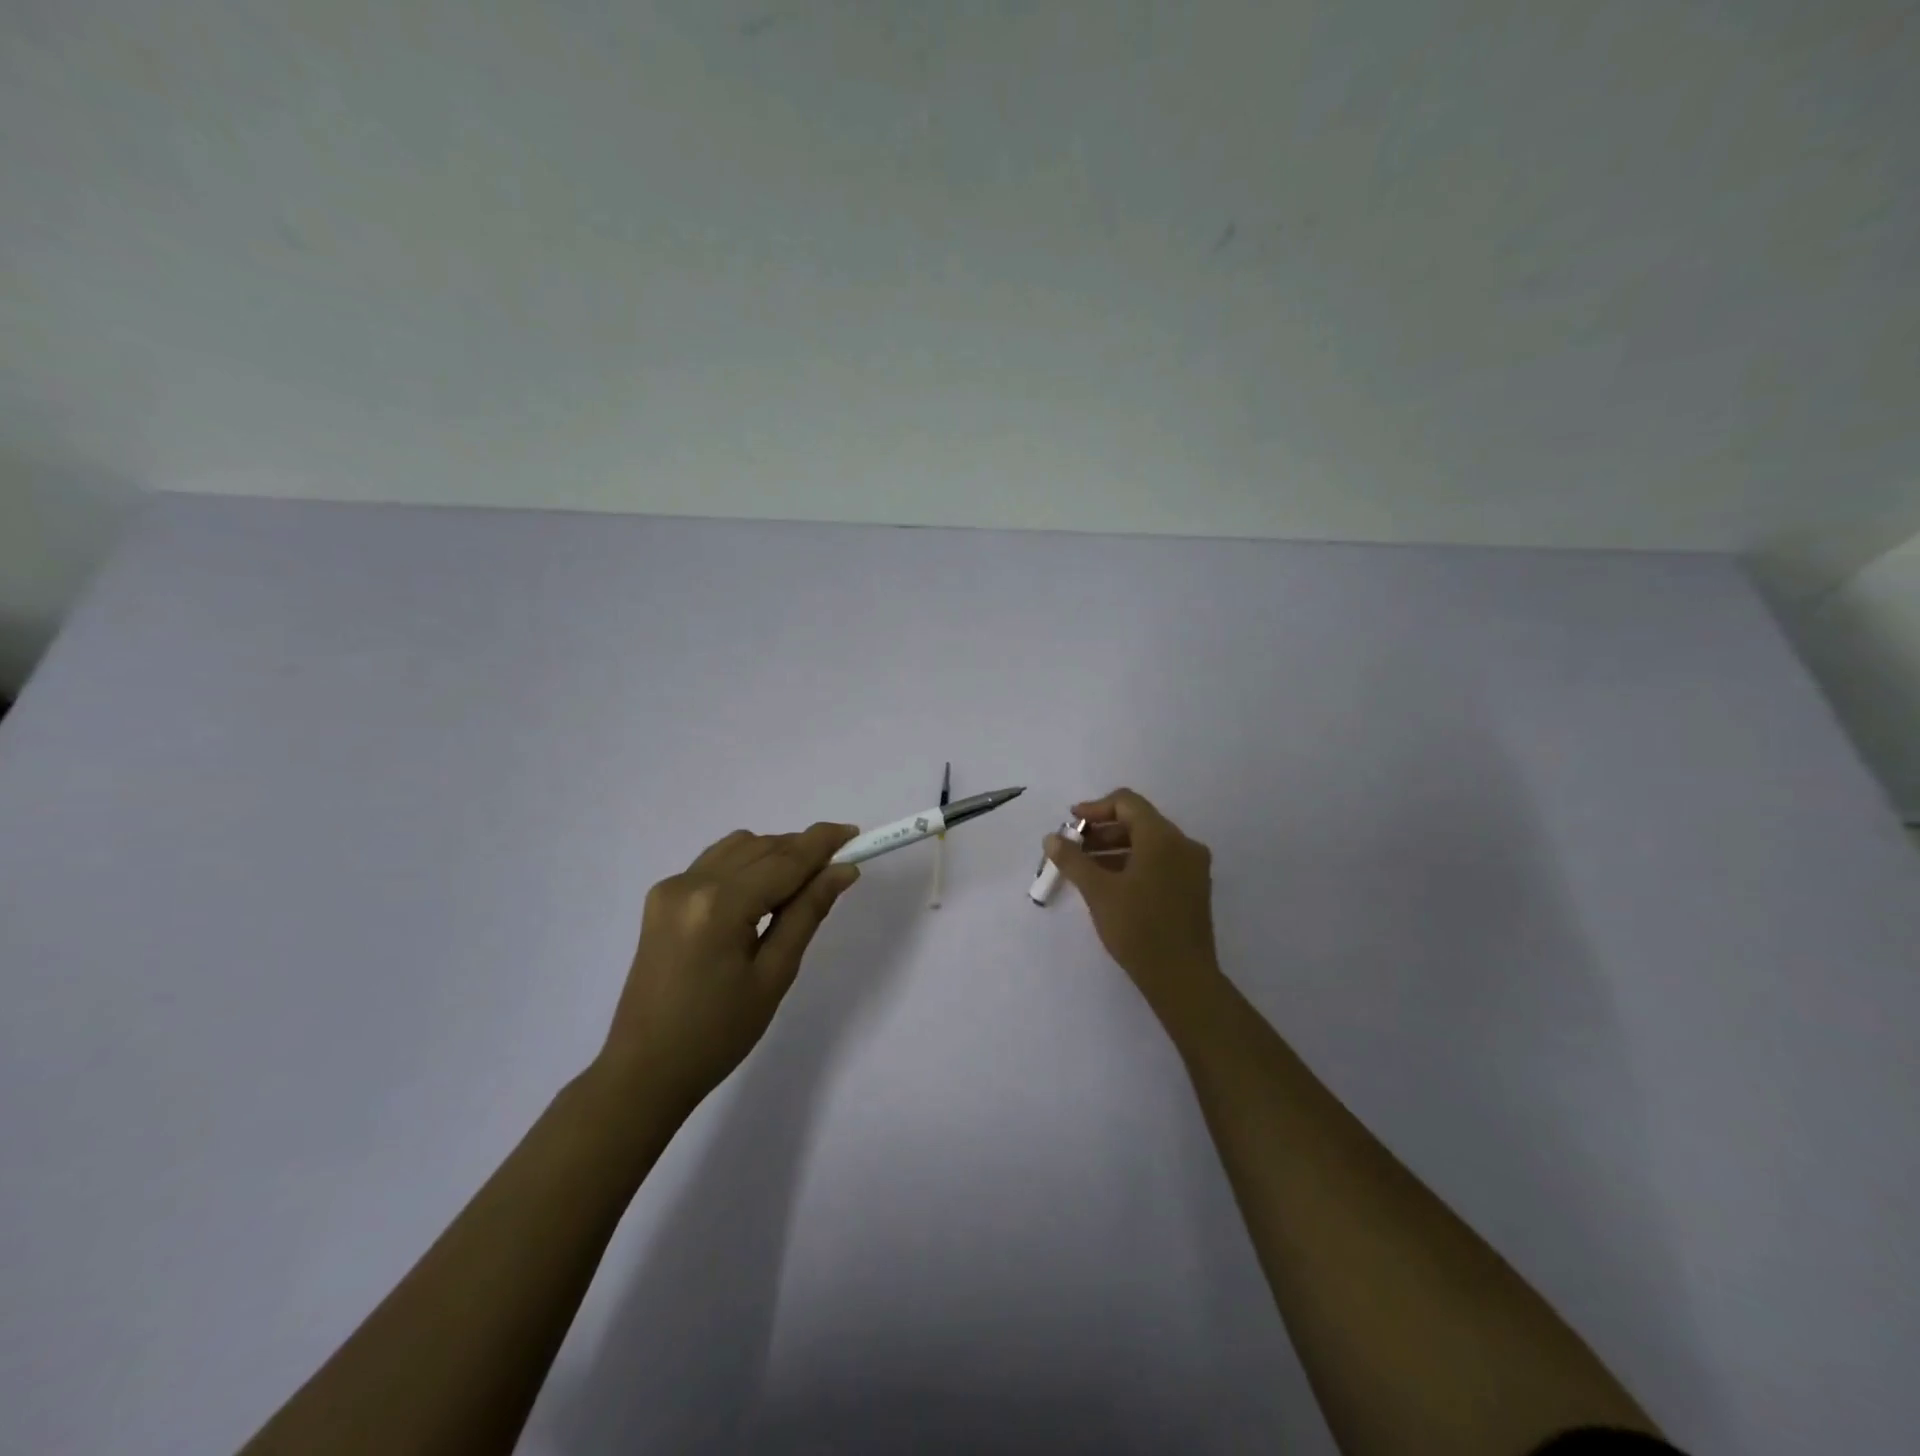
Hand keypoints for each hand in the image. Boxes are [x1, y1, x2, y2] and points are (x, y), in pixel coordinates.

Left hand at [596, 822, 860, 1114]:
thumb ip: (808, 913)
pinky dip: (746, 865)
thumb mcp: (774, 975)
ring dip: (774, 854)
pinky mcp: (662, 898)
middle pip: (761, 847)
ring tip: (800, 885)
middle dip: (801, 850)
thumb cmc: (718, 1034)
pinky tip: (760, 894)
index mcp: (720, 905)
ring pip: (738, 847)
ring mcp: (671, 887)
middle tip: (837, 867)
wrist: (645, 1070)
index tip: (855, 833)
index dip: (822, 843)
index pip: (784, 860)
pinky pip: (715, 862)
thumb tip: (842, 870)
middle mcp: (691, 883)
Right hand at [1046, 788, 1224, 1026]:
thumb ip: (1072, 860)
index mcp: (1163, 838)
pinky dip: (1133, 863)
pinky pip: (1160, 862)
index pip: (1126, 803)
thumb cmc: (1138, 928)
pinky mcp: (1193, 889)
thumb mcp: (1098, 891)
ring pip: (1149, 844)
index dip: (1094, 809)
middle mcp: (1183, 845)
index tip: (1070, 824)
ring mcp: (1192, 868)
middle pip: (1138, 822)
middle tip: (1073, 847)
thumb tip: (1051, 838)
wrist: (1182, 978)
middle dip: (1102, 831)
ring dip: (1115, 848)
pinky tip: (1110, 883)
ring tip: (1085, 867)